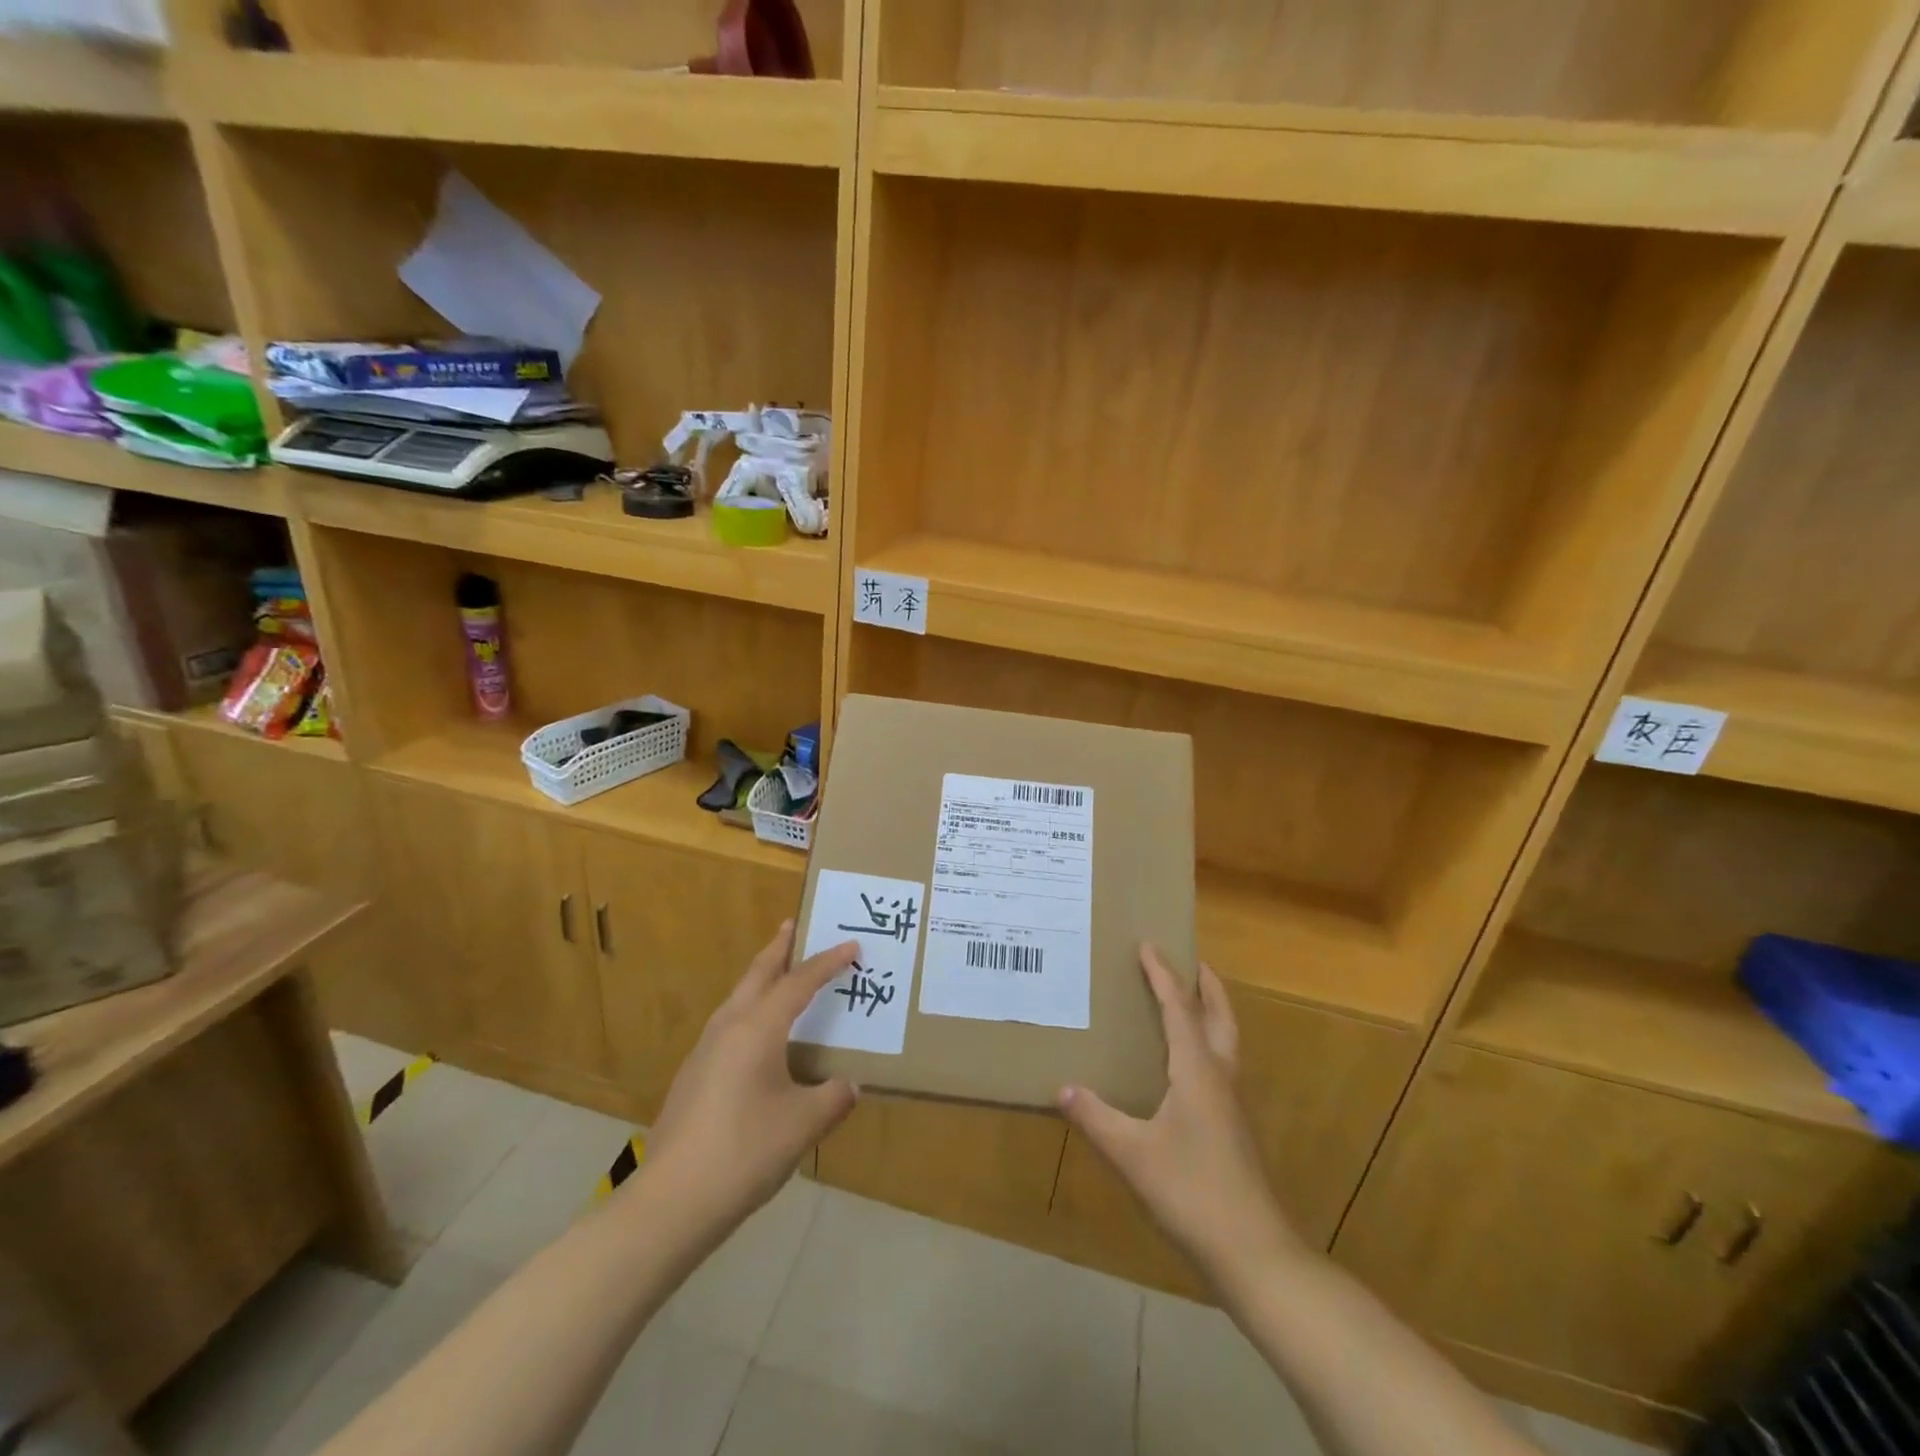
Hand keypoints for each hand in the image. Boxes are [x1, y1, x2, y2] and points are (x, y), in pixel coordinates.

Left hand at [645, 922, 859, 1230]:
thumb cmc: (745, 1152)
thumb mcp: (803, 1124)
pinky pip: (729, 1024)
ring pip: (738, 998)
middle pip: (757, 974)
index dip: (828, 962)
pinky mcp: (693, 1076)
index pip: (800, 982)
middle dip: (778, 948)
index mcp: (758, 1028)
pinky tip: (758, 1038)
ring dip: (761, 978)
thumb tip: (849, 1085)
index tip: (852, 946)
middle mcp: (729, 1027)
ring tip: (780, 973)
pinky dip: (750, 1010)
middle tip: (794, 925)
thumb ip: (833, 1098)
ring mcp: (705, 1051)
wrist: (671, 1202)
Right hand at [1058, 947, 1298, 1284]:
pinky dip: (1206, 1045)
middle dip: (1207, 985)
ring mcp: (1232, 1104)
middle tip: (1189, 961)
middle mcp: (1220, 1077)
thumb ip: (1095, 1117)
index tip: (1148, 945)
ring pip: (1226, 1041)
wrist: (1253, 1253)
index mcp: (1198, 1071)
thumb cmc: (1192, 1192)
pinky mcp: (1234, 1128)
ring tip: (1186, 1002)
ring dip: (1210, 1013)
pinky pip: (1221, 1066)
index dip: (1162, 975)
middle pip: (1220, 1016)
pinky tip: (1184, 1067)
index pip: (1179, 1008)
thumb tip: (1061, 1087)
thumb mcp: (1132, 1154)